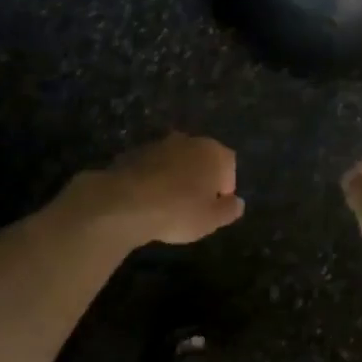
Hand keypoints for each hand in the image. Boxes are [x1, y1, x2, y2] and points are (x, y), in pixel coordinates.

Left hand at [81, 133, 244, 245]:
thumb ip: (229, 210)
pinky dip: (154, 178)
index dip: (226, 185)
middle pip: (202, 157)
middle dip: (201, 177)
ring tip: (169, 203)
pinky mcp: (134, 153)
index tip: (217, 205)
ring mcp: (158, 144)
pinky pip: (152, 166)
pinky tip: (147, 200)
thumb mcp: (211, 220)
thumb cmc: (178, 211)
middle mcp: (188, 140)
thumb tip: (237, 202)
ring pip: (176, 160)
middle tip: (195, 203)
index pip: (229, 164)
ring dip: (176, 176)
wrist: (124, 203)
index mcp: (213, 152)